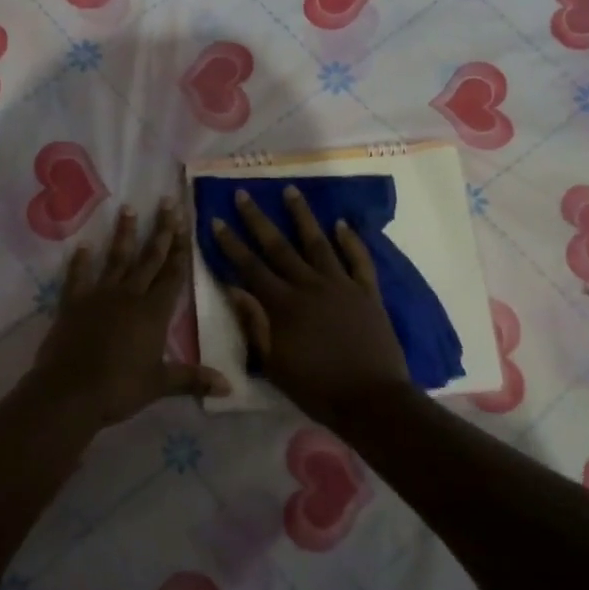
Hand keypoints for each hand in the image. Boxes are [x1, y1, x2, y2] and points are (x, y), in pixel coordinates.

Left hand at [31, 200, 230, 427]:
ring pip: (116, 259)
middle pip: (149, 258)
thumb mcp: (160, 384)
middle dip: (160, 230)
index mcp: (154, 313)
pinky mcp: (73, 303)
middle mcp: (129, 296)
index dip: (180, 249)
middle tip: (167, 203)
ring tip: (128, 208)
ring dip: (124, 234)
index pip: (172, 275)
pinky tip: (83, 246)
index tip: (185, 222)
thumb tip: (230, 387)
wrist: (70, 392)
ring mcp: (99, 296)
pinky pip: (77, 276)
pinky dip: (80, 261)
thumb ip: (193, 379)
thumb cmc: (120, 388)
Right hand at [211, 187, 411, 424]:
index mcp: (282, 305)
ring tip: (290, 190)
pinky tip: (342, 223)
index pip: (250, 267)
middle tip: (244, 193)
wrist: (371, 399)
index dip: (231, 243)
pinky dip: (351, 240)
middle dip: (258, 219)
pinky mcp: (367, 292)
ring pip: (317, 243)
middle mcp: (309, 286)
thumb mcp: (273, 364)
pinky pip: (359, 259)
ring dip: (302, 216)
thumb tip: (233, 288)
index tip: (216, 219)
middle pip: (278, 247)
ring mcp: (340, 285)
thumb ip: (254, 324)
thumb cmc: (316, 388)